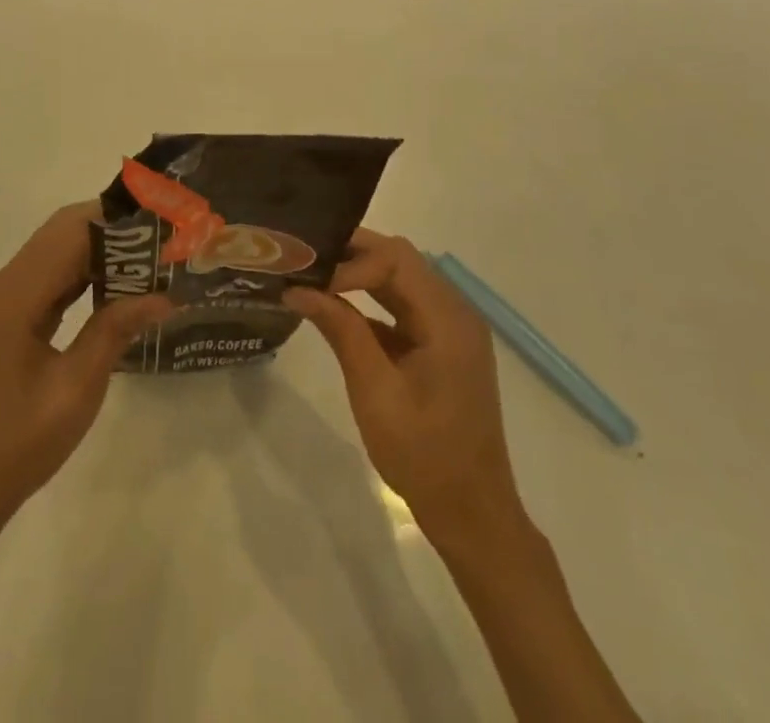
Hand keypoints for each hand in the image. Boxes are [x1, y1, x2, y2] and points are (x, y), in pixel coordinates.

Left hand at [0, 202, 172, 541]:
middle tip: (162, 240)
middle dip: (113, 228)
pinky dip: (86, 272)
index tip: (160, 222)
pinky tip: (119, 285)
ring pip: (58, 250)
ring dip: (101, 248)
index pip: (71, 230)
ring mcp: (6, 298)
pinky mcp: (11, 315)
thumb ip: (116, 330)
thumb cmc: (20, 442)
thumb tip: (164, 296)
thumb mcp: (76, 388)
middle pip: (62, 231)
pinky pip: (52, 276)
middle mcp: (7, 283)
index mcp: (17, 295)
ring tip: (151, 257)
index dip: (116, 220)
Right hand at [284, 230, 522, 547]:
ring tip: (313, 275)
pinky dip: (371, 298)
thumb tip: (297, 289)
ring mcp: (451, 327)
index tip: (310, 280)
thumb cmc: (424, 455)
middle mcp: (455, 311)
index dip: (350, 262)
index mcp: (448, 318)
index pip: (395, 259)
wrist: (472, 514)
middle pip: (400, 259)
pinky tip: (337, 305)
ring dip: (359, 273)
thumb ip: (340, 330)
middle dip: (352, 255)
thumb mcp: (375, 391)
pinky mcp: (442, 344)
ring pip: (401, 278)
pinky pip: (404, 304)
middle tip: (304, 261)